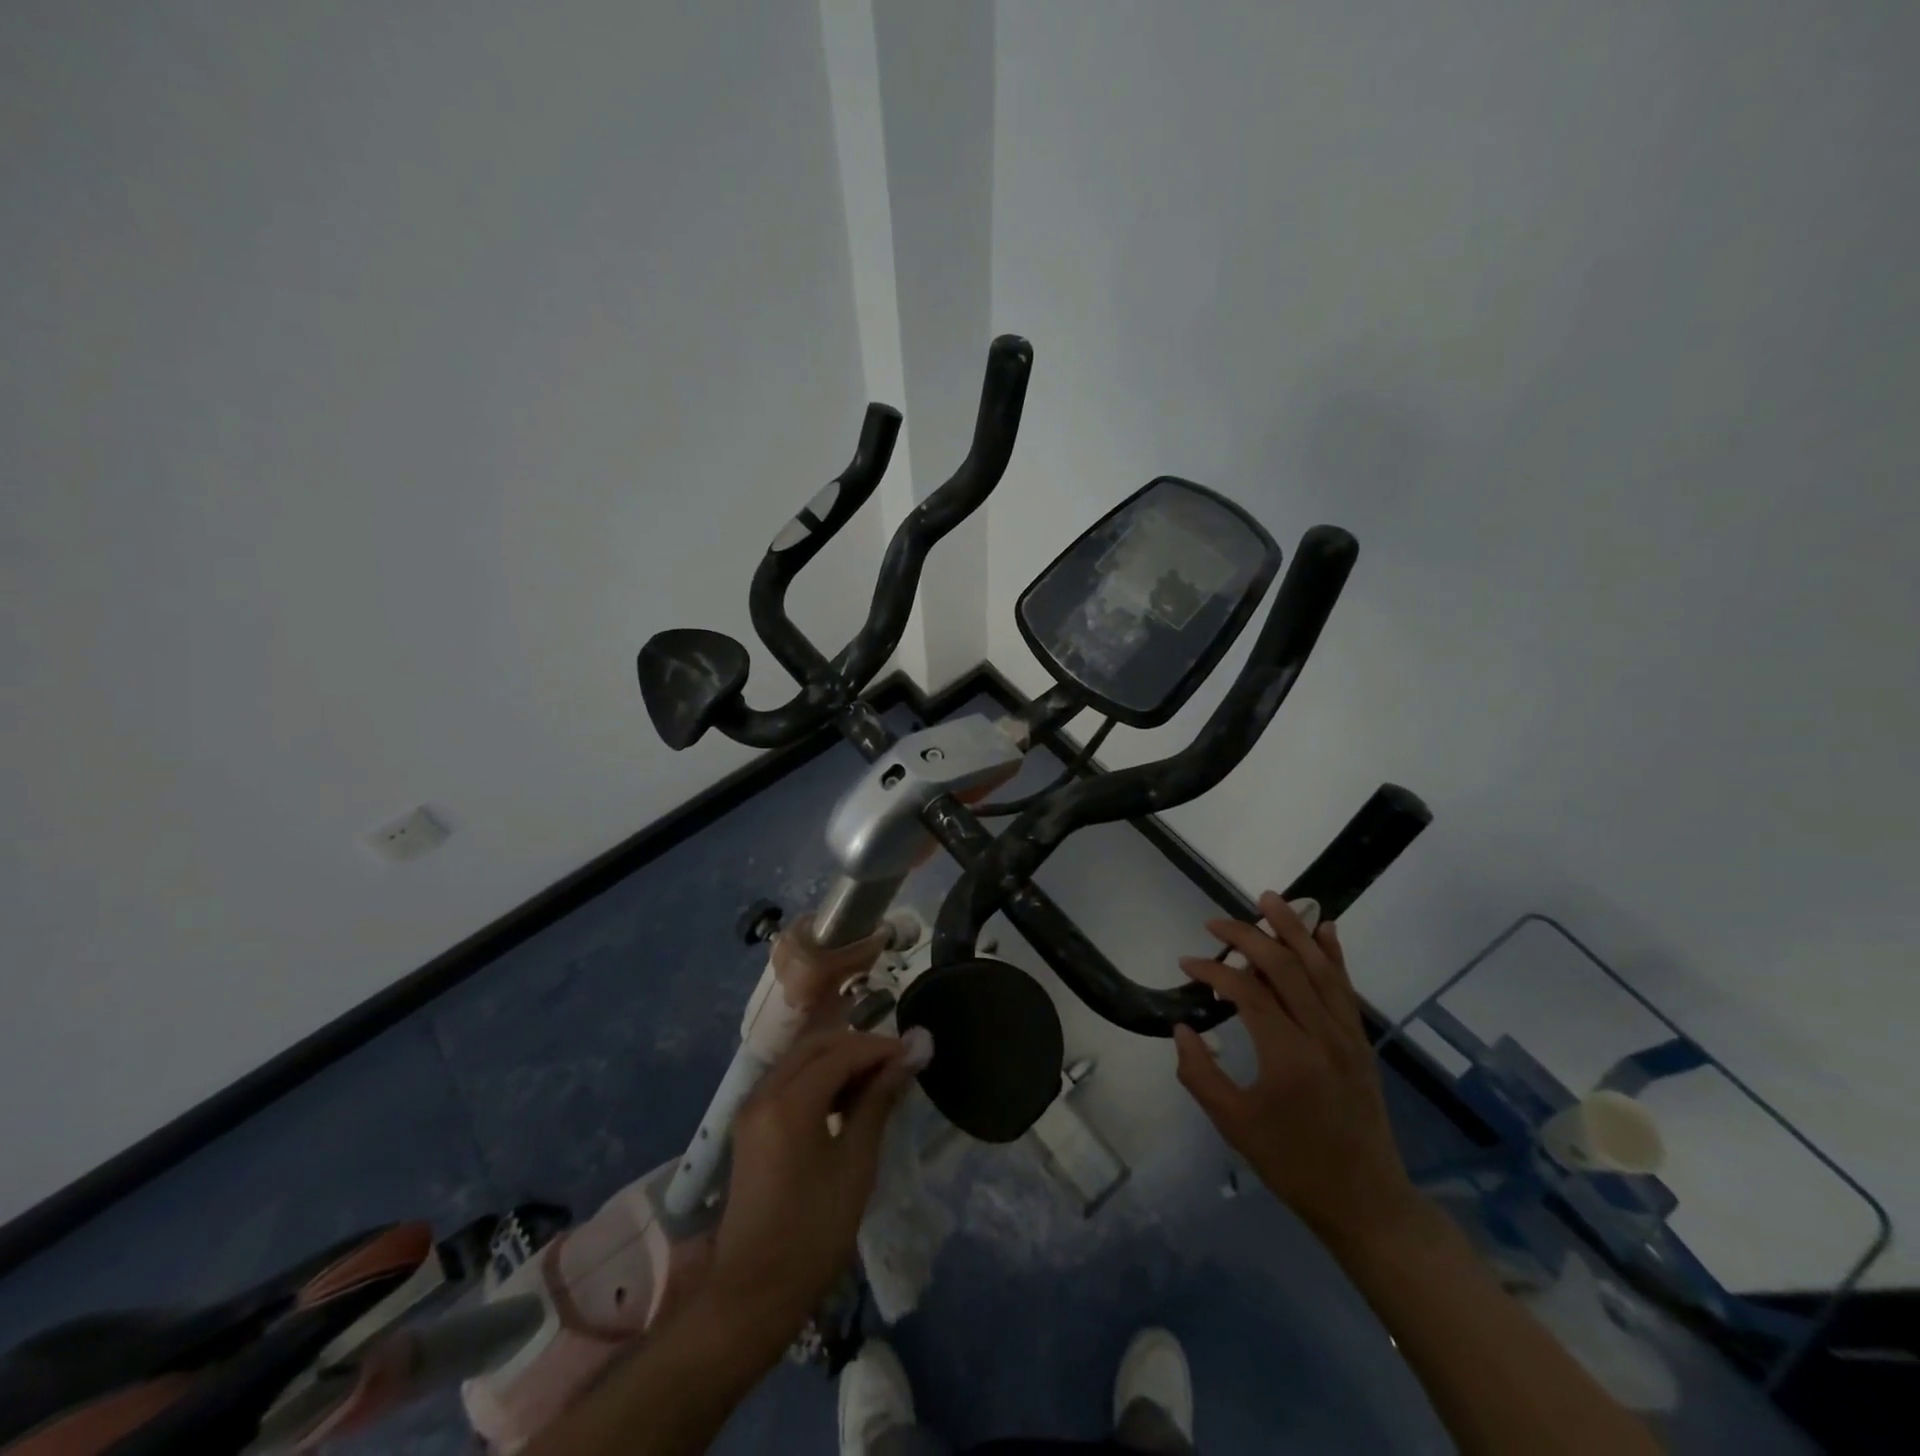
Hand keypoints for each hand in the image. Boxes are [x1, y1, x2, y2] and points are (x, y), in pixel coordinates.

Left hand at [704, 1028, 915, 1357]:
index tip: (912, 1053)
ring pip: (800, 1058)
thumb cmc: (813, 1233)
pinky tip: (844, 1096)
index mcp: (789, 1103)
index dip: (879, 1048)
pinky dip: (817, 1075)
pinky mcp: (750, 1123)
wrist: (751, 1293)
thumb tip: (906, 1060)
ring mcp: (752, 1106)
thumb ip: (878, 1103)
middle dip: (858, 1045)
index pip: (840, 1053)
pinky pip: (788, 1078)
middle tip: (896, 1061)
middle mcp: (764, 1092)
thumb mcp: (855, 1166)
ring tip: (876, 1078)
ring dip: (837, 1057)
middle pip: (816, 1045)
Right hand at [1174, 893, 1424, 1254]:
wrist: (1367, 1202)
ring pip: (1319, 967)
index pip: (1247, 992)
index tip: (1187, 963)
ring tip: (1269, 899)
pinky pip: (1345, 987)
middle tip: (1215, 923)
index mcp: (1288, 1056)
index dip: (1213, 970)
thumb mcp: (1234, 1125)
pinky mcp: (1360, 1041)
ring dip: (1293, 928)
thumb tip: (1182, 1029)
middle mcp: (1322, 1035)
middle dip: (1247, 936)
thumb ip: (1200, 1074)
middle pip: (1284, 967)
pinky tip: (1325, 927)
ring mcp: (1347, 1036)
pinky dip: (1333, 953)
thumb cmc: (1293, 1165)